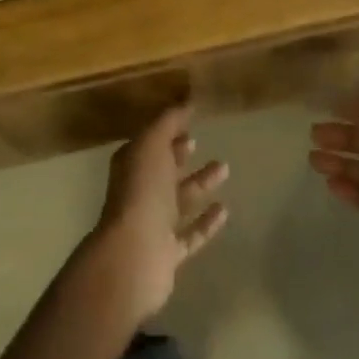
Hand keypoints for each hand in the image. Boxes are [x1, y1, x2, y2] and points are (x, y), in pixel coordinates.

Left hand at [86, 105, 228, 325]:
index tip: (188, 121)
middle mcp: (140, 192)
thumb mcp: (152, 144)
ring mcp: (154, 224)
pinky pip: (191, 233)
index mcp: (132, 165)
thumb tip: (186, 102)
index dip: (166, 131)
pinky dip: (207, 222)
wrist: (134, 256)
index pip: (150, 143)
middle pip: (163, 169)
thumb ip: (168, 122)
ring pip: (180, 200)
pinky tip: (225, 210)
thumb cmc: (142, 192)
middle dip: (180, 154)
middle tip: (200, 141)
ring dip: (200, 184)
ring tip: (225, 168)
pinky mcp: (168, 253)